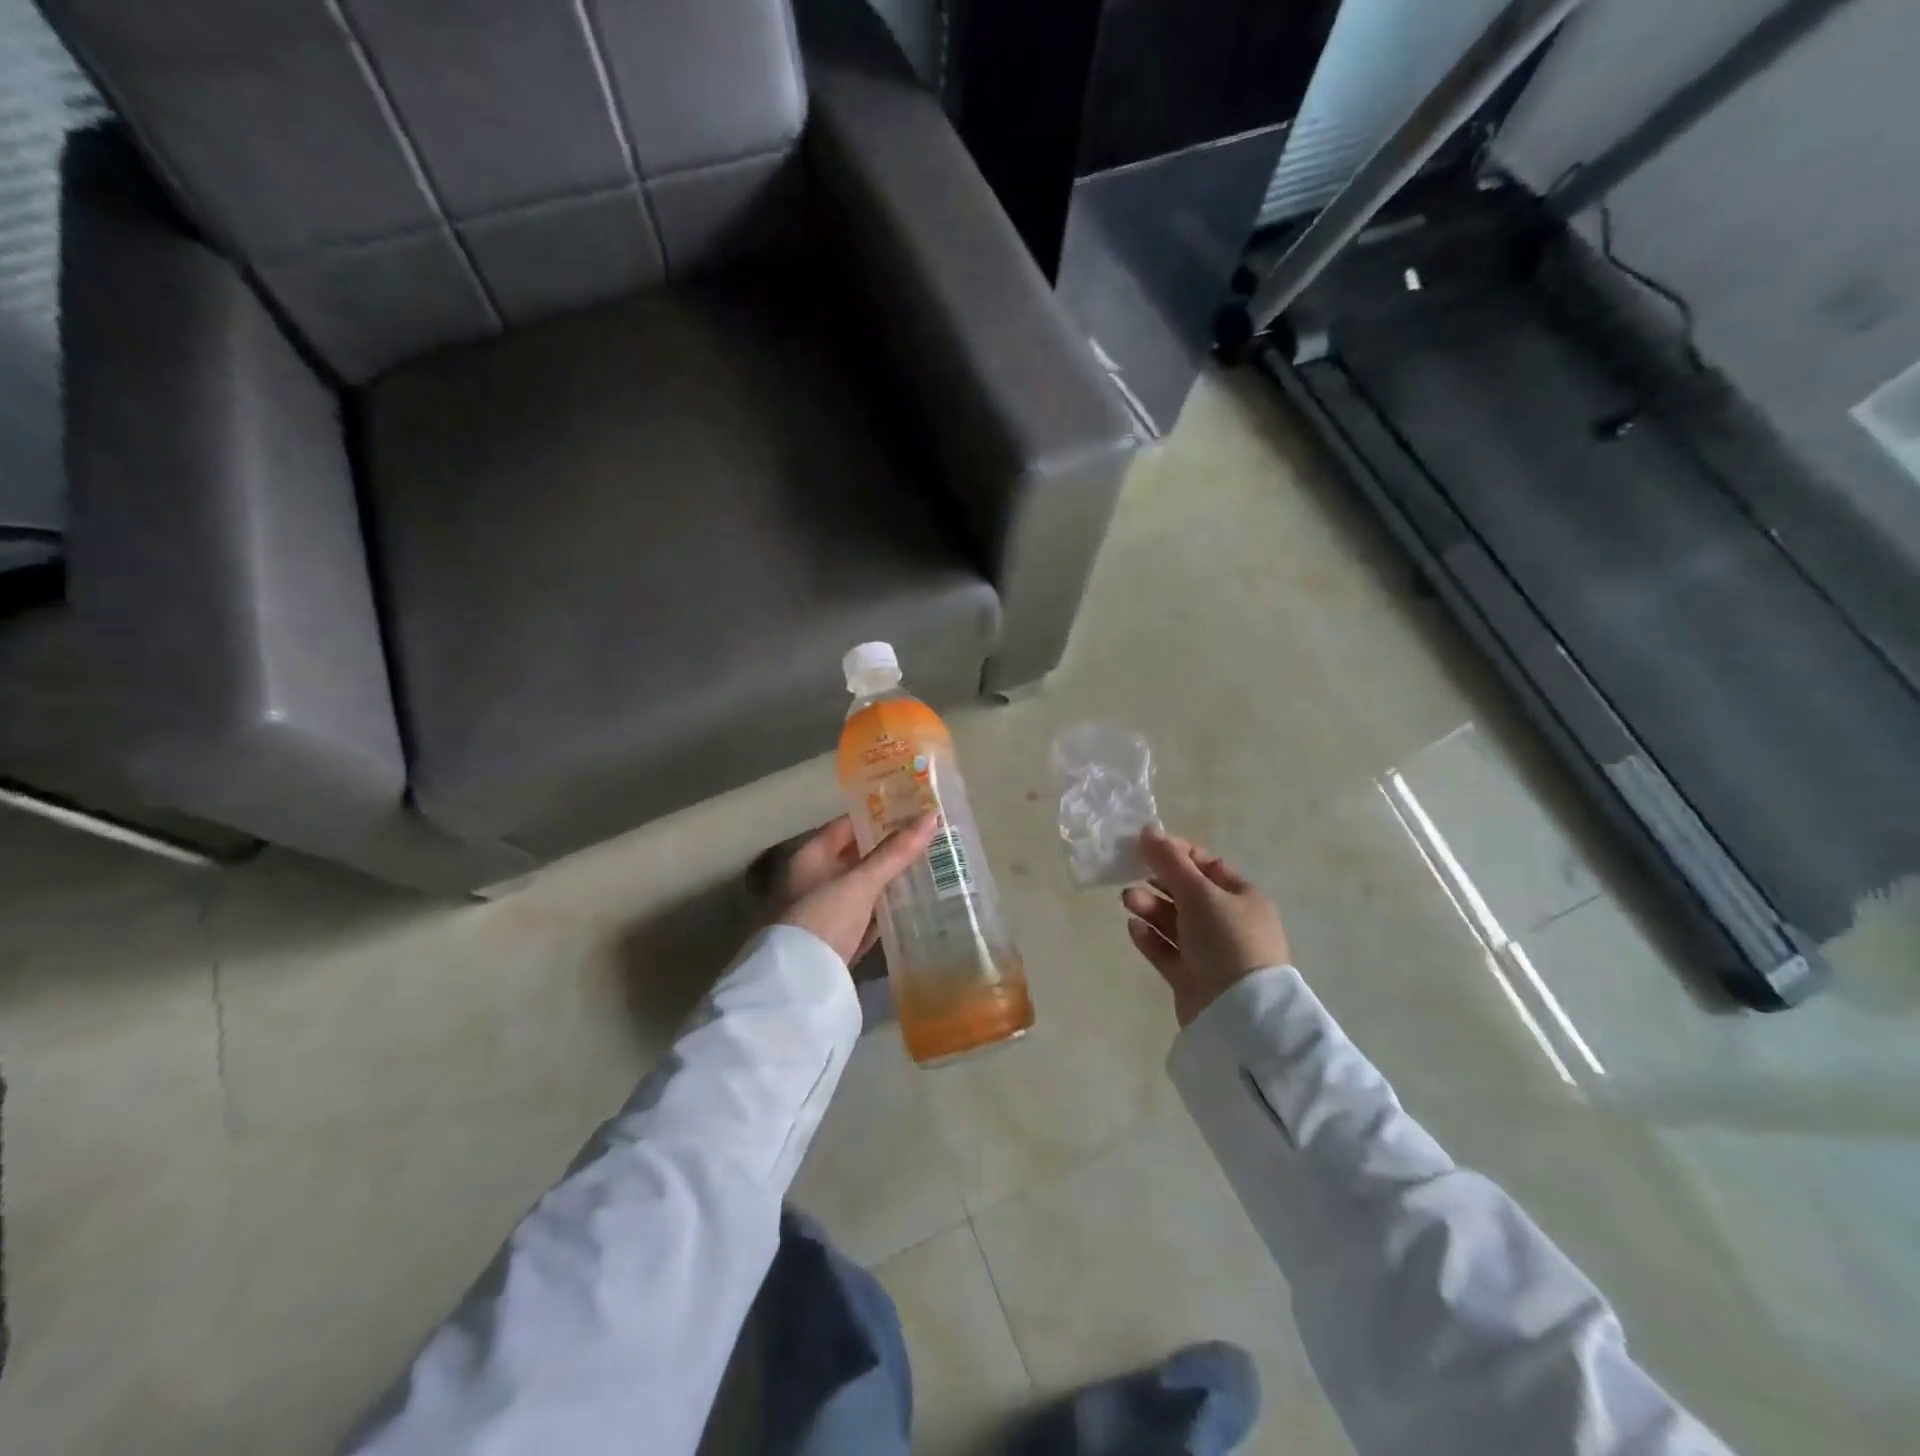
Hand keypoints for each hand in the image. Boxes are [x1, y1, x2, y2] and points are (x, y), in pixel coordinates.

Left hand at [775, 813, 938, 966]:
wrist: (800, 983)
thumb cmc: (824, 917)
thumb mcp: (861, 882)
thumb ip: (895, 852)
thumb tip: (931, 816)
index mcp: (811, 857)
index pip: (847, 825)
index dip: (877, 816)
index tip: (912, 810)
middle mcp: (814, 880)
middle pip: (856, 857)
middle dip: (888, 850)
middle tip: (928, 839)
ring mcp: (824, 912)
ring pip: (863, 888)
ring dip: (889, 881)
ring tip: (928, 868)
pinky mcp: (837, 940)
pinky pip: (866, 917)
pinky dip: (885, 911)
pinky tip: (910, 907)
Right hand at [1121, 826, 1289, 1027]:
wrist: (1239, 1012)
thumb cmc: (1226, 939)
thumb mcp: (1198, 892)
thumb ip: (1169, 861)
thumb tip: (1148, 830)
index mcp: (1242, 897)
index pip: (1207, 865)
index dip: (1177, 854)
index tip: (1146, 847)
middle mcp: (1228, 922)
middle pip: (1187, 893)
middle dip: (1158, 882)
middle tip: (1130, 875)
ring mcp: (1210, 953)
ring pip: (1174, 922)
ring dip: (1150, 908)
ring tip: (1128, 901)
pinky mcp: (1191, 978)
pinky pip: (1166, 951)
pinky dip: (1150, 938)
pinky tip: (1133, 927)